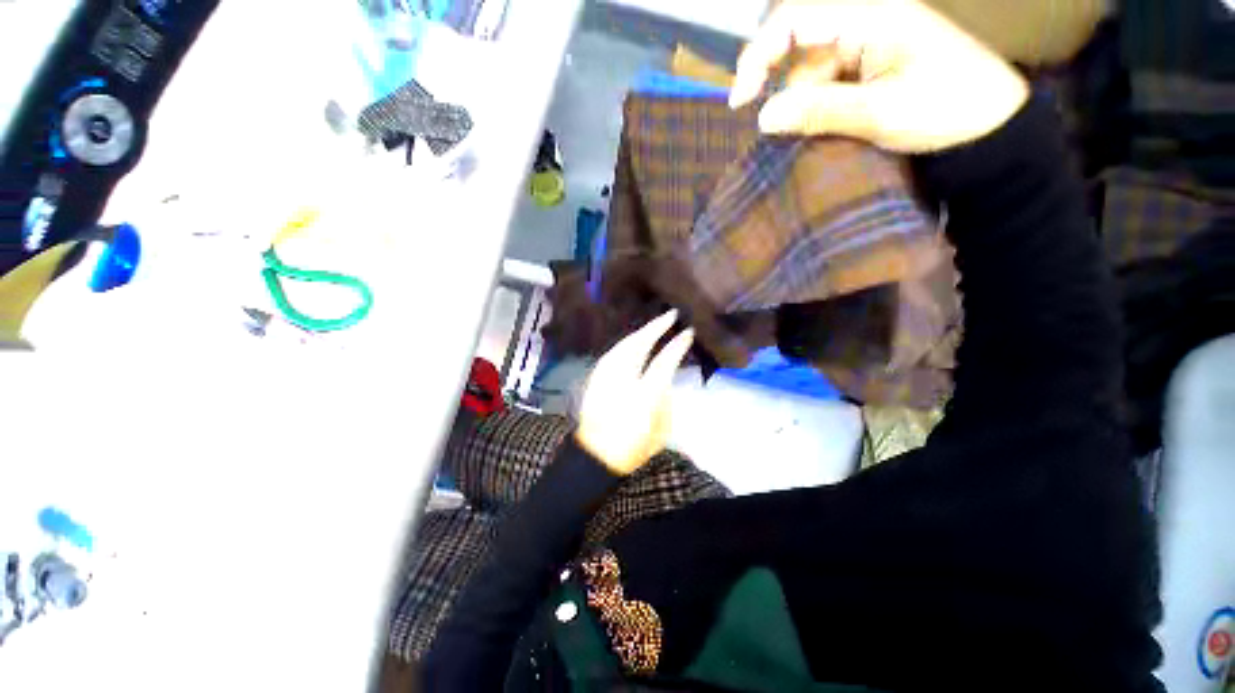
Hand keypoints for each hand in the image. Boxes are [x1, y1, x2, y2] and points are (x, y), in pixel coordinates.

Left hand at [575, 311, 694, 475]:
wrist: (595, 457)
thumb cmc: (632, 449)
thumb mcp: (660, 430)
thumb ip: (665, 400)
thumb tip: (666, 378)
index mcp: (643, 398)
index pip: (664, 363)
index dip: (677, 345)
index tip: (687, 332)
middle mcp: (622, 382)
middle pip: (639, 346)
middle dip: (656, 327)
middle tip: (670, 315)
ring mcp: (605, 378)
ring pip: (623, 346)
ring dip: (640, 332)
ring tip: (654, 324)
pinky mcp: (594, 379)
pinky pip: (611, 354)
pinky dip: (624, 343)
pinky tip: (632, 340)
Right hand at [730, 0, 1030, 152]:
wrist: (992, 128)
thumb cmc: (947, 110)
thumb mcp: (879, 113)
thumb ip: (818, 111)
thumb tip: (763, 118)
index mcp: (870, 15)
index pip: (794, 19)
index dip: (758, 56)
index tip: (740, 101)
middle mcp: (865, 21)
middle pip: (800, 50)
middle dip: (786, 91)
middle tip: (780, 134)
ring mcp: (868, 45)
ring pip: (812, 74)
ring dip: (805, 108)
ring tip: (823, 137)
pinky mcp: (871, 67)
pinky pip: (828, 85)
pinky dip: (819, 110)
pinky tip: (830, 130)